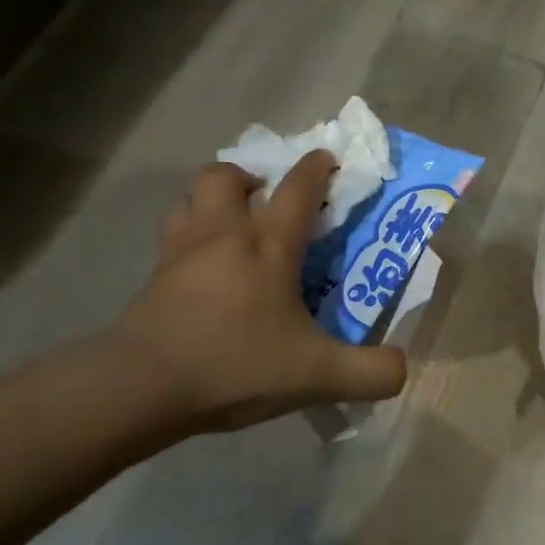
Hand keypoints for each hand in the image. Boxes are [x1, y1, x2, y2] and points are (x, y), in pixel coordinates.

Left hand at [109, 151, 407, 438]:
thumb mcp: (316, 376)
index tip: (326, 158)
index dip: (315, 168)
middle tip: (264, 199)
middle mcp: (223, 235)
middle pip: (225, 175)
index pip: (296, 189)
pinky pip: (169, 235)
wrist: (142, 386)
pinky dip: (185, 234)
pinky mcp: (152, 276)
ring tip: (228, 223)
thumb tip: (402, 368)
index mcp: (268, 247)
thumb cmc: (235, 365)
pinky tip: (199, 265)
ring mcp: (180, 252)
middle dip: (248, 175)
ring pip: (188, 197)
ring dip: (210, 198)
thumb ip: (369, 372)